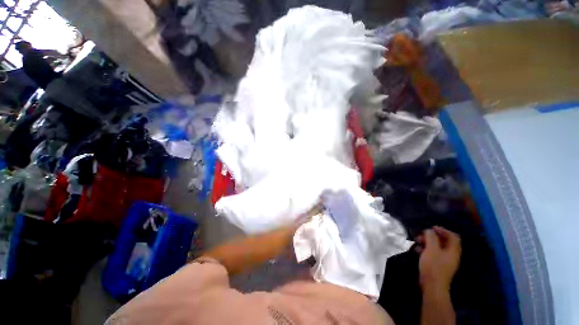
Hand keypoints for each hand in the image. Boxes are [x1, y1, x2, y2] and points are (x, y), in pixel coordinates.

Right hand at [418, 226, 460, 291]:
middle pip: (444, 241)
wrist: (432, 286)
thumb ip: (431, 237)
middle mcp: (451, 255)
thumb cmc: (433, 266)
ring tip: (417, 242)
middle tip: (420, 236)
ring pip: (437, 247)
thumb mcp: (431, 249)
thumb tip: (429, 231)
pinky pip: (433, 253)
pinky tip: (418, 250)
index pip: (453, 236)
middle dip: (431, 236)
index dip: (442, 230)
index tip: (430, 228)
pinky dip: (426, 250)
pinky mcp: (438, 265)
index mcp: (453, 250)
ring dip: (427, 242)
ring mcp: (445, 261)